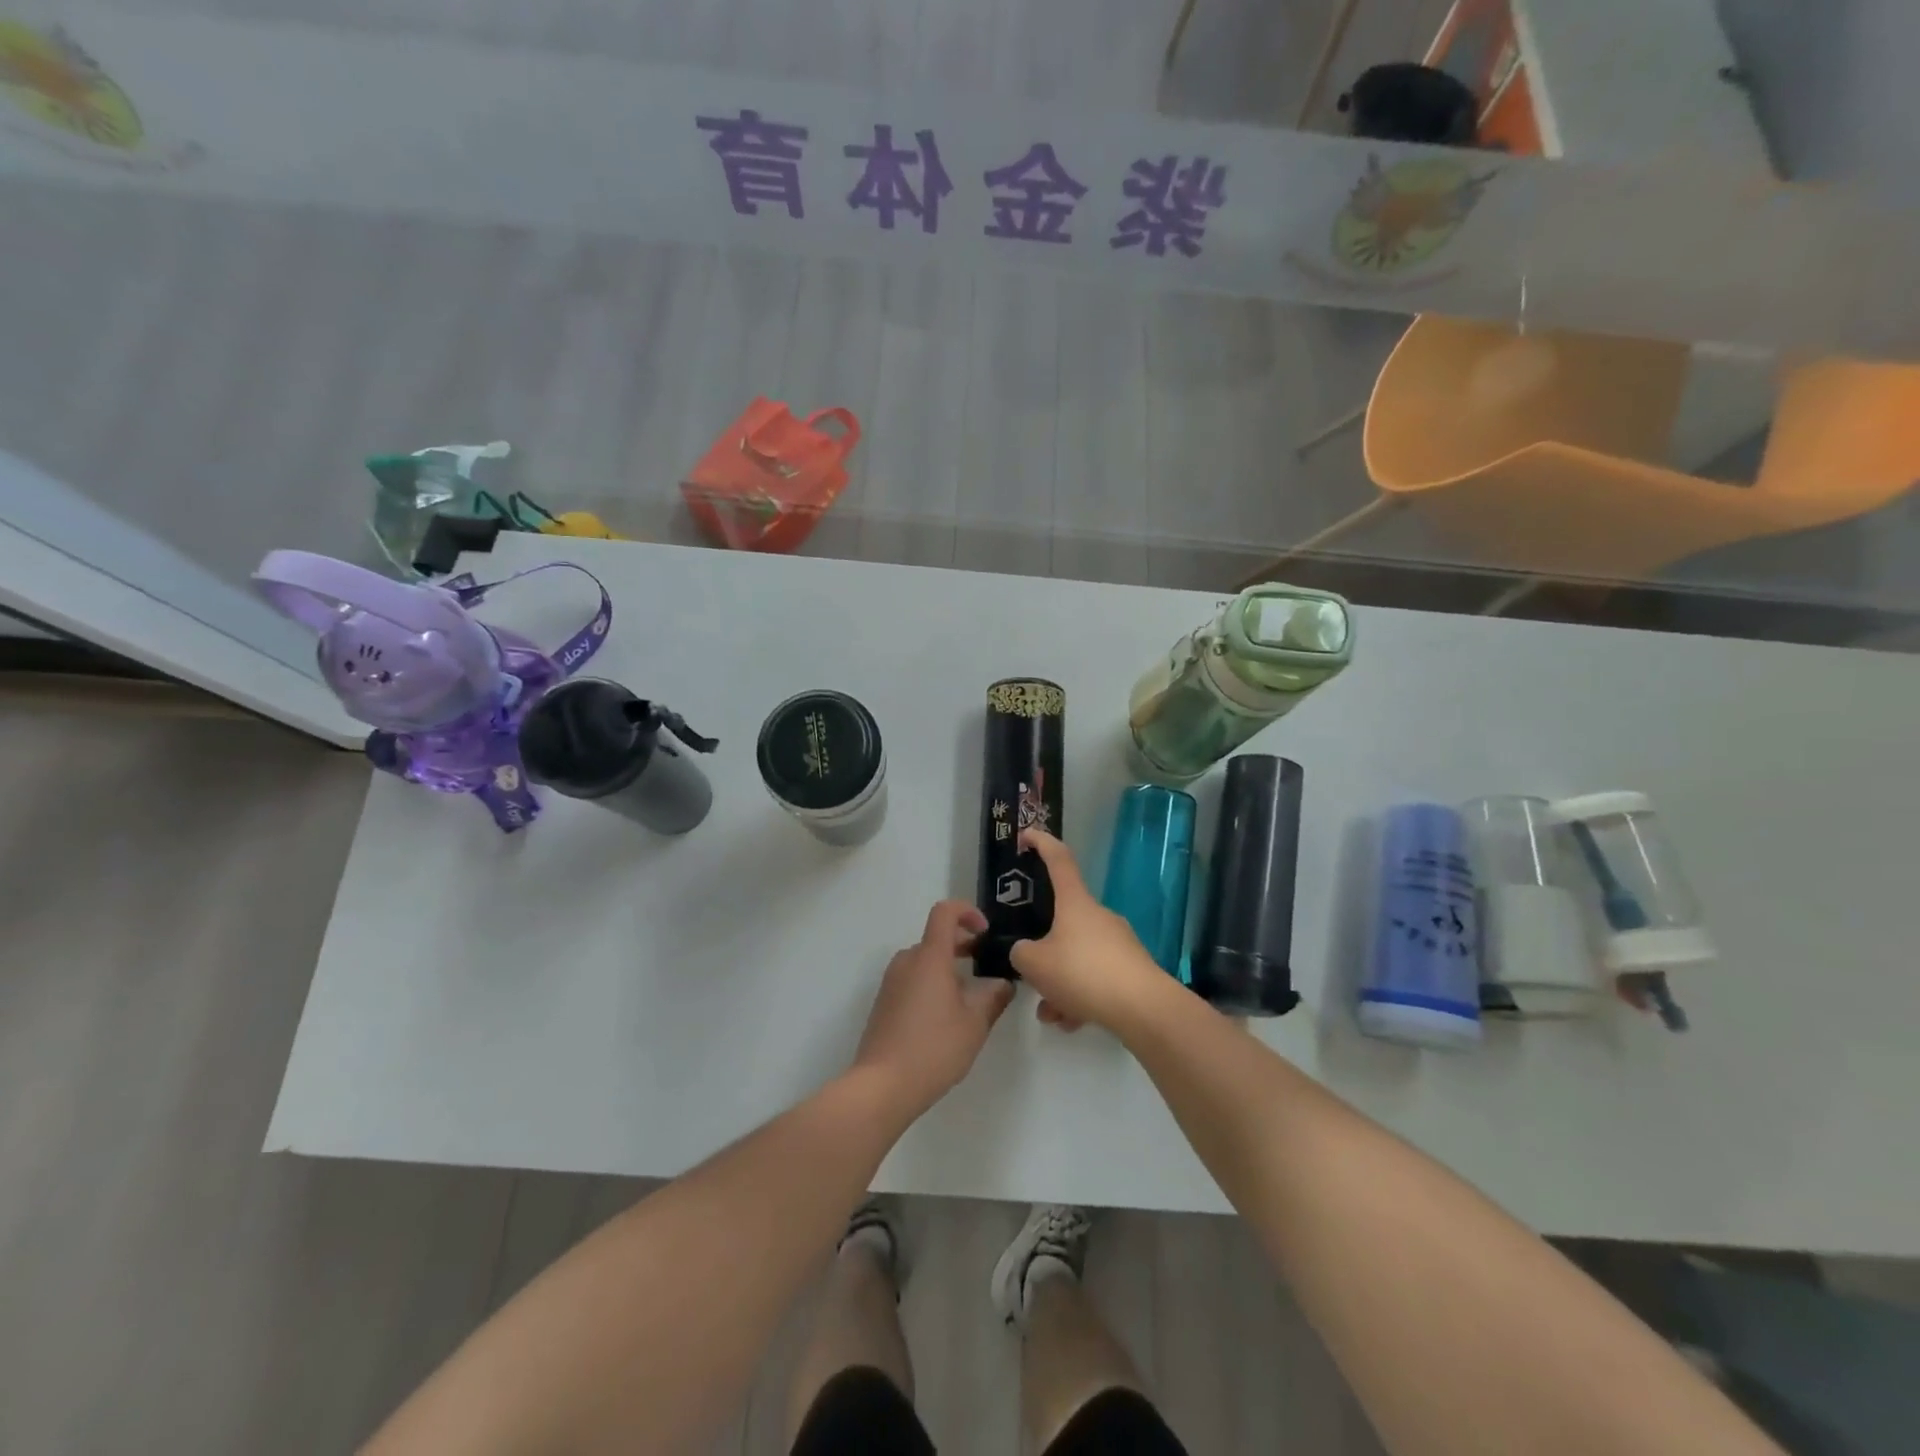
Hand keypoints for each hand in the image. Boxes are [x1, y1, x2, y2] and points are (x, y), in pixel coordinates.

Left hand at [852, 900, 1015, 1115]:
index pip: (945, 912)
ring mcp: (892, 982)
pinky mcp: (884, 1002)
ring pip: (924, 961)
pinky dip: (932, 983)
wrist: (882, 1085)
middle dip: (963, 945)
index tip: (985, 932)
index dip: (967, 912)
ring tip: (970, 997)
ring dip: (948, 968)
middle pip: (936, 938)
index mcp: (930, 957)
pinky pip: (912, 979)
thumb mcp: (974, 1024)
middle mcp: (907, 961)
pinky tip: (945, 1016)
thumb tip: (1003, 983)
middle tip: (986, 966)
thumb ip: (993, 997)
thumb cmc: (933, 1048)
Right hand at [1011, 829, 1171, 1034]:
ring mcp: (1118, 942)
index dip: (1041, 843)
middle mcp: (1098, 915)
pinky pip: (1095, 978)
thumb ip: (1021, 953)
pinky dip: (1080, 997)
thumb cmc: (1083, 972)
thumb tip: (1026, 953)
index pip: (1058, 859)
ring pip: (1077, 956)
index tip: (1026, 835)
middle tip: (1031, 974)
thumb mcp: (1035, 964)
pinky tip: (1072, 1023)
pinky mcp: (1131, 969)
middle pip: (1063, 921)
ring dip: (1060, 983)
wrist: (1144, 1009)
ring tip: (1051, 1014)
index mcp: (1075, 902)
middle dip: (1044, 951)